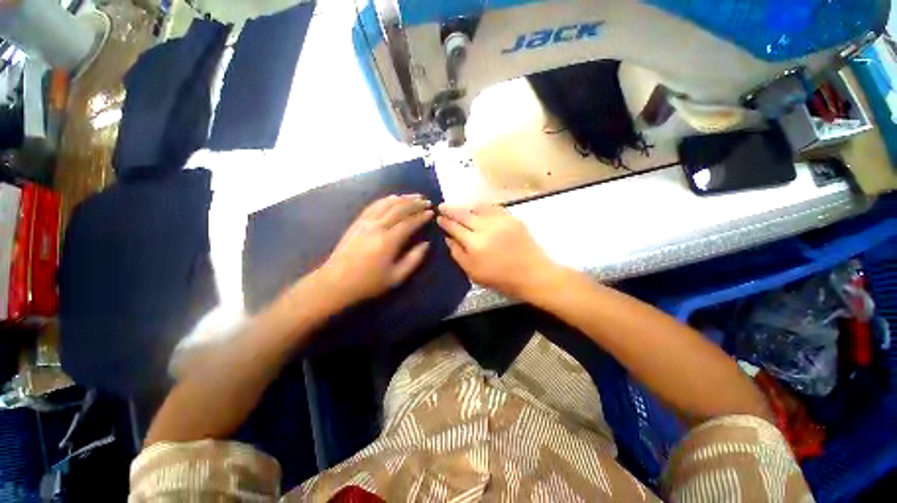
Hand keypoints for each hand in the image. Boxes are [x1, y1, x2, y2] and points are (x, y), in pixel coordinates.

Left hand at [315, 194, 433, 306]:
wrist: (335, 282)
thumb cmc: (368, 282)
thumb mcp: (396, 277)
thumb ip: (414, 259)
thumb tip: (426, 244)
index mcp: (388, 241)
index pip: (409, 222)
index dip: (422, 216)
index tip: (431, 212)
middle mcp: (377, 226)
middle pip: (399, 208)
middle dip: (415, 203)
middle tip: (427, 201)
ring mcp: (365, 222)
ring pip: (386, 203)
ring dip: (402, 198)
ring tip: (414, 196)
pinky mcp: (357, 222)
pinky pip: (374, 205)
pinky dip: (386, 200)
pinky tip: (393, 198)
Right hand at [437, 203, 560, 299]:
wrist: (532, 274)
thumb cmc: (501, 278)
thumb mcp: (473, 272)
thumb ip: (458, 254)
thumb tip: (448, 238)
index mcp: (474, 244)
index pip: (454, 227)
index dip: (445, 221)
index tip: (438, 217)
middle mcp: (486, 227)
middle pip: (463, 214)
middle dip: (451, 209)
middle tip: (442, 206)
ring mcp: (500, 220)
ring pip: (477, 207)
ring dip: (466, 207)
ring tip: (459, 208)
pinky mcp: (512, 217)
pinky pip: (493, 207)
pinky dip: (482, 206)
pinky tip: (478, 208)